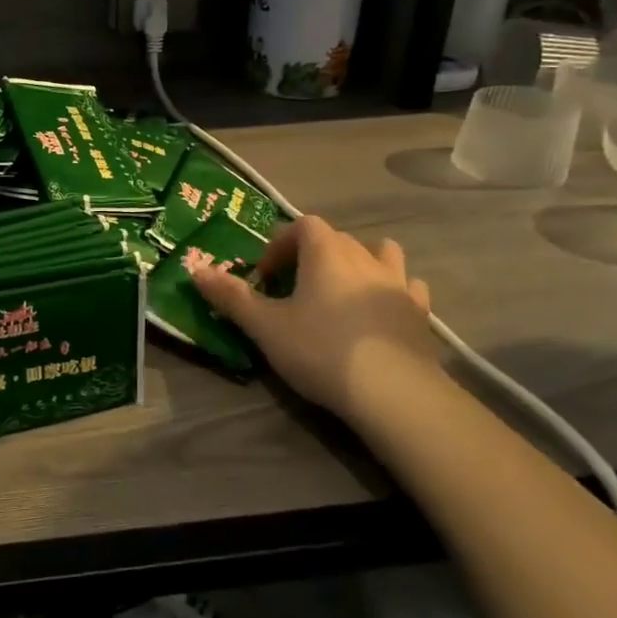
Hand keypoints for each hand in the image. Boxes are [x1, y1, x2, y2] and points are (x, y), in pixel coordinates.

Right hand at [191, 214, 440, 422]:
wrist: (392, 391)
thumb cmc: (320, 349)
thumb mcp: (265, 325)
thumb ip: (231, 296)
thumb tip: (196, 270)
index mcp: (325, 252)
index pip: (302, 225)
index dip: (280, 245)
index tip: (266, 276)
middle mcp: (364, 256)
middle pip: (336, 238)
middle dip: (311, 255)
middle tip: (293, 288)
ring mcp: (397, 282)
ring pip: (381, 253)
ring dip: (360, 262)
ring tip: (342, 290)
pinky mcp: (420, 311)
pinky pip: (408, 286)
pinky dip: (392, 290)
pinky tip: (380, 310)